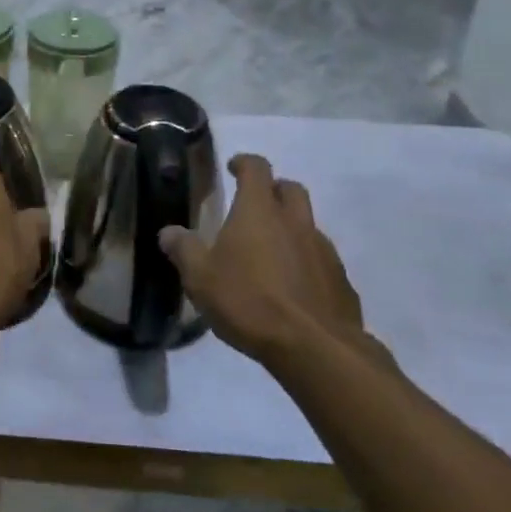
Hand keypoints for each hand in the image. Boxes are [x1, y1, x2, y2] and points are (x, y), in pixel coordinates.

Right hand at [159, 154, 385, 370]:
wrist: (315, 348)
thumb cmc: (249, 302)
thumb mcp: (200, 278)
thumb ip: (184, 250)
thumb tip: (169, 232)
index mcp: (259, 210)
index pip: (256, 168)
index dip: (244, 163)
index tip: (233, 167)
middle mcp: (295, 221)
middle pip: (290, 188)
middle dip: (274, 189)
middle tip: (256, 205)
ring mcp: (323, 250)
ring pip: (308, 224)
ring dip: (291, 228)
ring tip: (272, 253)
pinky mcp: (341, 281)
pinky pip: (322, 260)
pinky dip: (307, 262)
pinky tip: (293, 287)